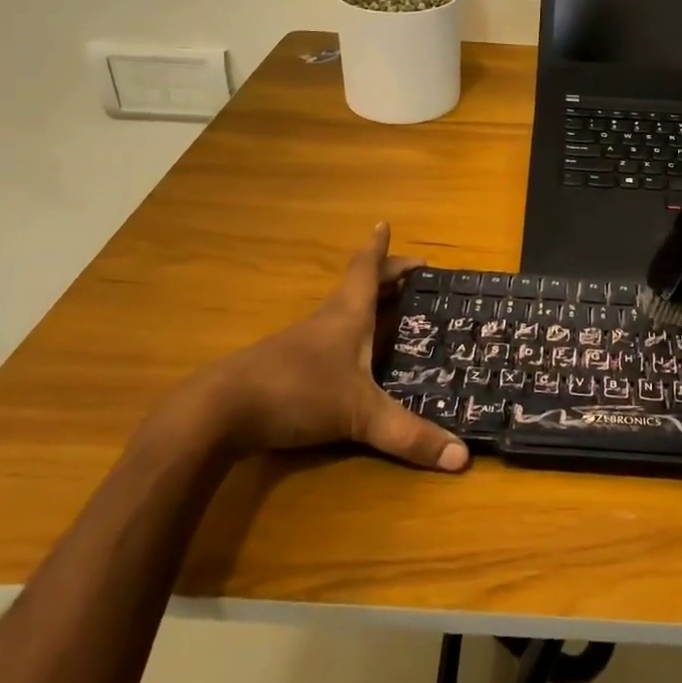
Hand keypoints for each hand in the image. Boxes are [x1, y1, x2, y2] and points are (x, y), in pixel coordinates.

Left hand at [171, 224, 467, 471]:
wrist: (219, 412)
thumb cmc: (298, 392)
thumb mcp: (360, 415)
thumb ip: (409, 435)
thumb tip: (462, 458)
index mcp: (348, 314)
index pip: (367, 269)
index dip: (379, 248)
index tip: (384, 224)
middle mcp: (327, 320)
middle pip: (358, 286)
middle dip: (385, 276)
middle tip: (413, 275)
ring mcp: (303, 342)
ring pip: (343, 312)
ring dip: (368, 305)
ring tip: (392, 310)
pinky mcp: (287, 367)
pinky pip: (330, 339)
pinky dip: (350, 335)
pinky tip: (355, 357)